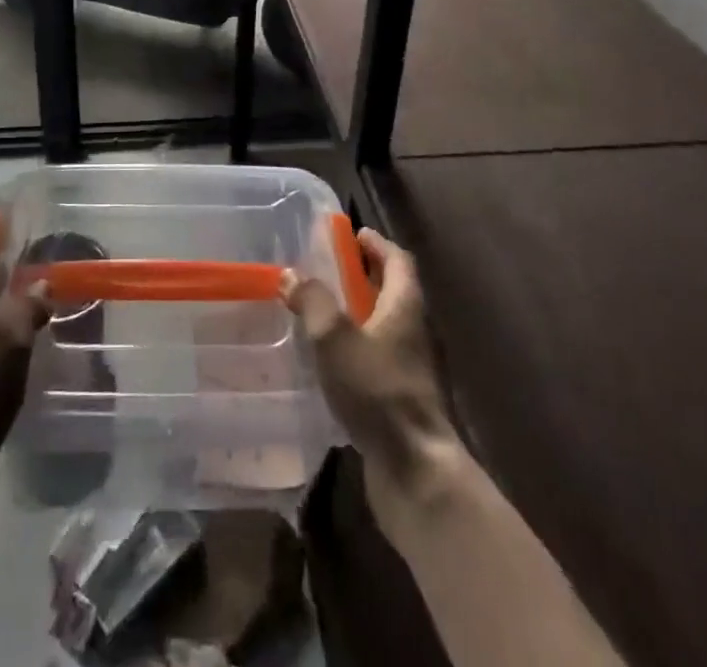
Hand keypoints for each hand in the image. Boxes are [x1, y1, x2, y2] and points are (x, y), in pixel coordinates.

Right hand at [284, 229, 460, 500]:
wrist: (415, 471)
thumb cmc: (378, 391)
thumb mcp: (335, 338)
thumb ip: (312, 301)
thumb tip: (291, 274)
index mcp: (405, 306)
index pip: (398, 260)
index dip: (376, 244)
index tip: (351, 234)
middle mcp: (413, 331)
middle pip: (392, 291)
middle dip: (362, 276)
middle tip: (326, 269)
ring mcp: (409, 368)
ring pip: (383, 327)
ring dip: (356, 314)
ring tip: (318, 312)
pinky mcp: (399, 400)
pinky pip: (376, 360)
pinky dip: (355, 349)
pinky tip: (327, 362)